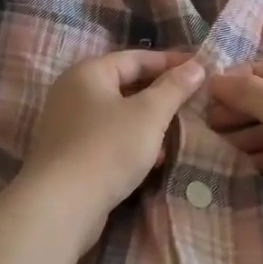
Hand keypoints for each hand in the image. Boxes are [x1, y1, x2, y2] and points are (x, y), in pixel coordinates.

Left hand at [19, 51, 206, 250]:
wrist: (61, 205)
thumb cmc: (108, 148)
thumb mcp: (149, 114)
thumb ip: (174, 88)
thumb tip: (196, 66)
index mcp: (88, 72)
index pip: (136, 58)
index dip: (170, 61)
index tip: (200, 68)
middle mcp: (73, 92)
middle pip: (125, 83)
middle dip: (160, 92)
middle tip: (193, 99)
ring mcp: (68, 124)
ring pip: (118, 113)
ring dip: (148, 119)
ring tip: (179, 129)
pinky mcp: (70, 154)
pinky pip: (109, 137)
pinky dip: (132, 140)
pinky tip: (154, 157)